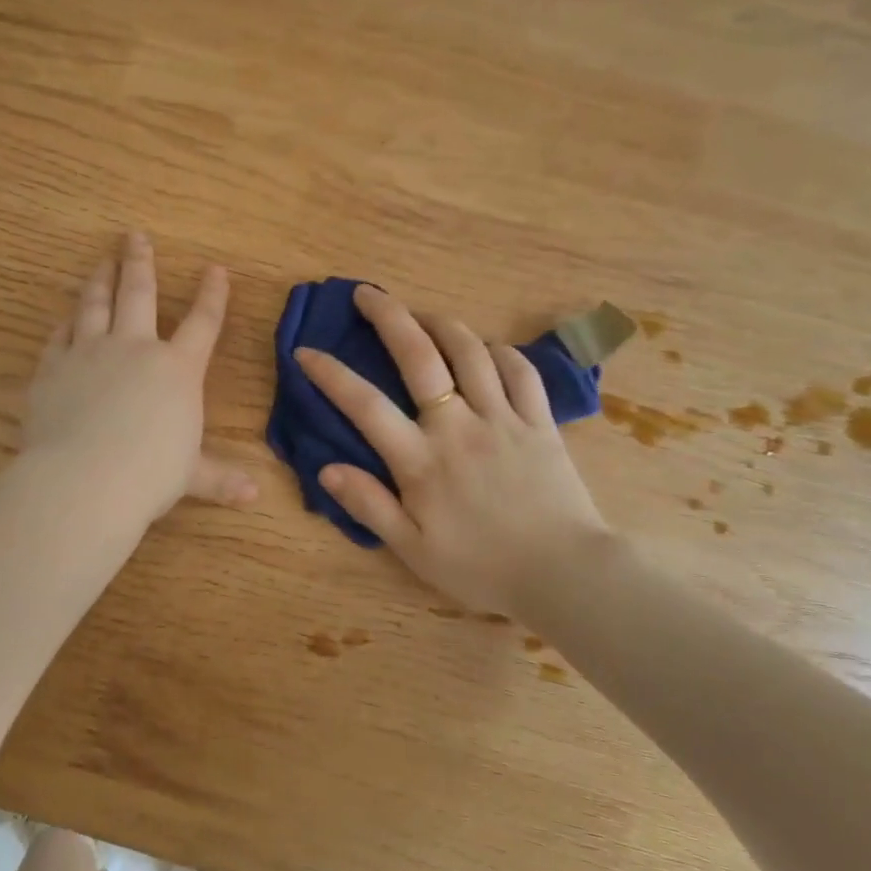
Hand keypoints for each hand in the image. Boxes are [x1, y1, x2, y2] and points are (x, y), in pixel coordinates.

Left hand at [23, 232, 256, 521]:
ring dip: (100, 279)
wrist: (85, 480)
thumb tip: (254, 495)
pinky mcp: (53, 369)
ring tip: (101, 261)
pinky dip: (65, 323)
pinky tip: (65, 317)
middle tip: (135, 235)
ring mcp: (90, 354)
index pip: (202, 323)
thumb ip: (219, 479)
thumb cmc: (150, 475)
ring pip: (95, 304)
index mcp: (177, 370)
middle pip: (139, 293)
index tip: (215, 269)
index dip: (212, 295)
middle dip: (140, 262)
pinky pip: (60, 336)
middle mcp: (135, 349)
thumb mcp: (190, 477)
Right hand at [296, 285, 608, 618]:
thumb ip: (369, 505)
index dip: (330, 374)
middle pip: (420, 356)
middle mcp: (458, 426)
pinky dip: (499, 351)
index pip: (365, 405)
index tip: (306, 351)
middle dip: (389, 317)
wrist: (565, 576)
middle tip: (367, 294)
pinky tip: (486, 348)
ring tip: (422, 314)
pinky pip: (520, 370)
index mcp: (421, 460)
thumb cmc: (482, 568)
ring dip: (442, 323)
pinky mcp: (540, 422)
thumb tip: (326, 468)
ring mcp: (503, 418)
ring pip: (471, 351)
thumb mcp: (413, 549)